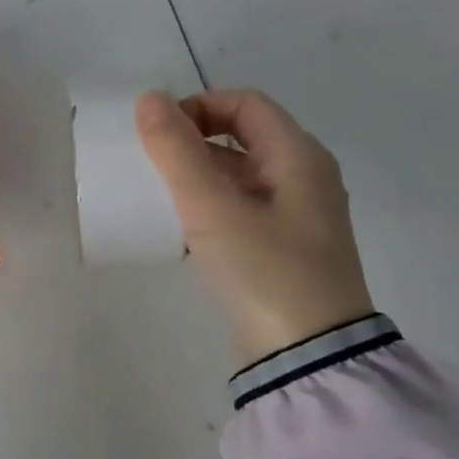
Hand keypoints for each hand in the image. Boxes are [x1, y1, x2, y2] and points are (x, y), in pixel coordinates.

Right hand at [136, 89, 373, 368]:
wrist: (309, 359)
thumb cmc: (265, 271)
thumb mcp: (212, 207)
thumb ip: (176, 151)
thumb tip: (148, 99)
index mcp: (299, 157)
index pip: (245, 103)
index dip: (198, 106)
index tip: (159, 134)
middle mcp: (304, 178)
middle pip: (243, 135)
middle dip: (193, 140)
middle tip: (152, 163)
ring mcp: (296, 216)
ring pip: (239, 173)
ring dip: (198, 173)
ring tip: (160, 194)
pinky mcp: (284, 249)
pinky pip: (241, 207)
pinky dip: (210, 204)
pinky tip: (183, 227)